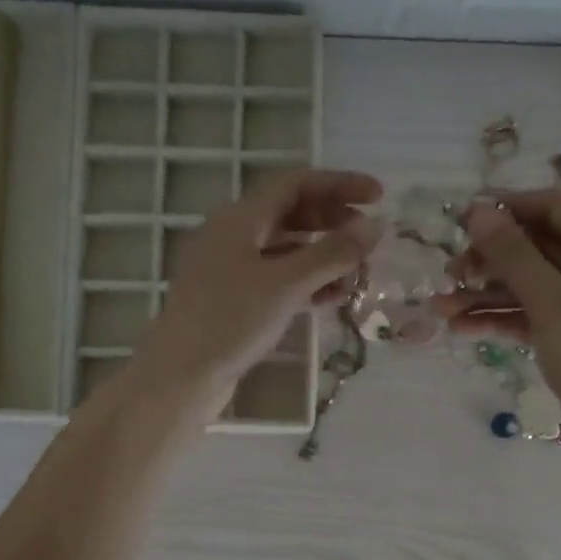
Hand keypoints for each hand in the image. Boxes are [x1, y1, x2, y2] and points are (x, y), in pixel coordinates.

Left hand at [126, 169, 381, 417]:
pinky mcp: (233, 301)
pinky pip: (277, 279)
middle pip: (290, 213)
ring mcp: (230, 270)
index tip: (379, 196)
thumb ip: (332, 253)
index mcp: (239, 218)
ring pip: (285, 249)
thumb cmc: (231, 321)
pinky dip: (306, 282)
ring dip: (323, 256)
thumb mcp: (287, 284)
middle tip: (368, 240)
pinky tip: (332, 297)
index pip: (296, 183)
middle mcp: (233, 236)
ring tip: (357, 273)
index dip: (339, 184)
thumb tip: (374, 226)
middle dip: (333, 221)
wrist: (181, 376)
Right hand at [440, 189, 560, 476]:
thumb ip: (513, 254)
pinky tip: (462, 329)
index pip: (554, 209)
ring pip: (529, 287)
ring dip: (486, 295)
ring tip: (441, 308)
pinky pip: (531, 318)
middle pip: (537, 249)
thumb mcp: (551, 301)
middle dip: (490, 259)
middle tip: (449, 273)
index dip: (509, 208)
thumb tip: (479, 210)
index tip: (463, 219)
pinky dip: (499, 320)